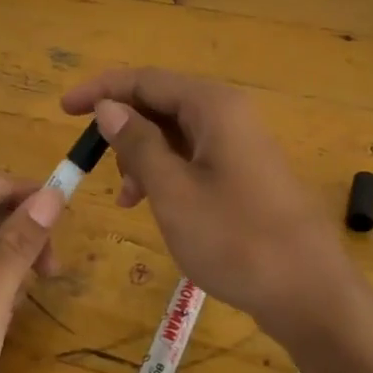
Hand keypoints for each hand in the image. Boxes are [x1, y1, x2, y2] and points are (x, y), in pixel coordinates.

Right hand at [61, 68, 353, 345]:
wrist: (309, 292)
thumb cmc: (234, 238)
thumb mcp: (173, 191)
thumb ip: (137, 144)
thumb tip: (109, 107)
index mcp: (212, 106)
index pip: (145, 79)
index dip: (101, 90)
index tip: (63, 110)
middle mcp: (228, 113)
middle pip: (161, 103)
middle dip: (124, 130)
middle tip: (101, 167)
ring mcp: (240, 143)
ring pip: (176, 133)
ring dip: (143, 156)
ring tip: (130, 198)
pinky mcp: (245, 172)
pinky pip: (194, 156)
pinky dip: (167, 173)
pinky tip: (155, 204)